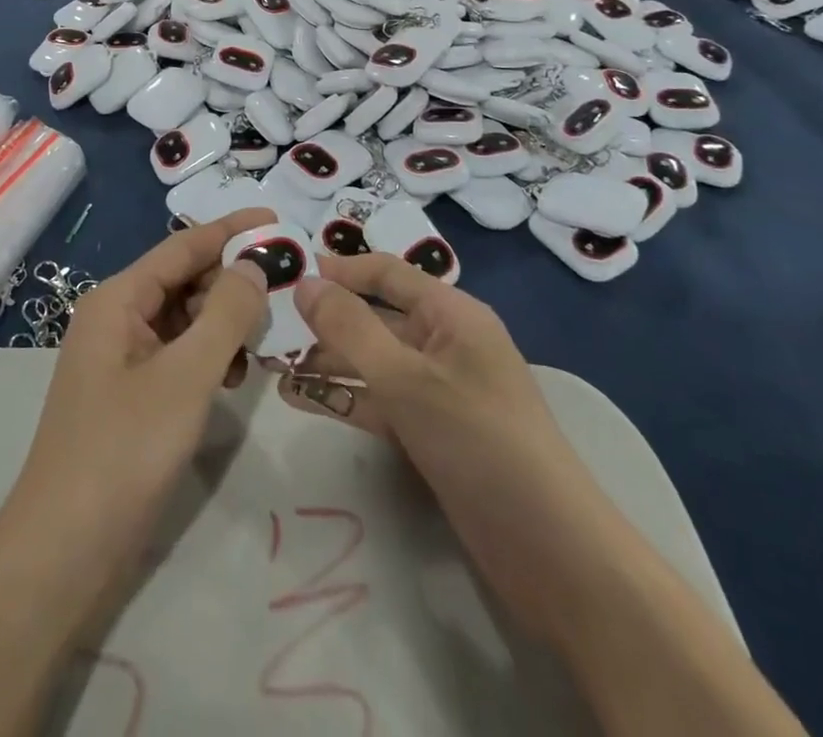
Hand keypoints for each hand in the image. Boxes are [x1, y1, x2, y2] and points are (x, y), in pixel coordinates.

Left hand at [0, 208, 276, 597]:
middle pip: (184, 279)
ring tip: (263, 341)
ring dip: (224, 323)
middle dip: (232, 282)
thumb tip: (254, 265)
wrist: (64, 550)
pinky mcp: (131, 392)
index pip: (184, 245)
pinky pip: (178, 353)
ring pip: (185, 318)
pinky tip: (235, 378)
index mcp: (119, 299)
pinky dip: (209, 356)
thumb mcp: (186, 376)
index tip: (278, 220)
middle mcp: (117, 317)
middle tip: (283, 295)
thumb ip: (226, 314)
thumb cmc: (124, 450)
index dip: (232, 231)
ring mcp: (122, 356)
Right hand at [275, 255, 575, 522]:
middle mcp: (445, 343)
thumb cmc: (480, 440)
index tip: (289, 274)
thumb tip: (304, 282)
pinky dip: (344, 398)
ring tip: (274, 366)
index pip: (388, 273)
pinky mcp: (432, 433)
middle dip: (327, 321)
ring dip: (328, 362)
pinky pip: (380, 401)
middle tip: (271, 326)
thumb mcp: (407, 378)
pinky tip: (299, 400)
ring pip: (373, 362)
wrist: (552, 553)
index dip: (340, 270)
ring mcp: (439, 391)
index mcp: (452, 314)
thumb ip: (351, 328)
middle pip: (377, 318)